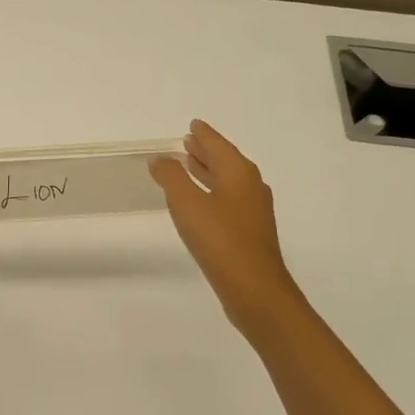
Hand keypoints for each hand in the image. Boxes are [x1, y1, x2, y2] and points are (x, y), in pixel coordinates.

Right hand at [151, 120, 308, 339]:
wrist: (254, 289)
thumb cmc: (220, 240)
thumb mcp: (187, 203)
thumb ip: (171, 177)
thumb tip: (160, 158)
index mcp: (240, 173)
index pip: (218, 145)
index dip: (204, 135)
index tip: (193, 125)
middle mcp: (251, 187)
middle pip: (226, 161)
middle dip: (206, 151)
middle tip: (187, 141)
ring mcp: (253, 211)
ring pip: (227, 182)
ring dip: (208, 172)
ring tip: (189, 165)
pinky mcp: (249, 233)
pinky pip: (228, 200)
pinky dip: (212, 191)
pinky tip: (200, 202)